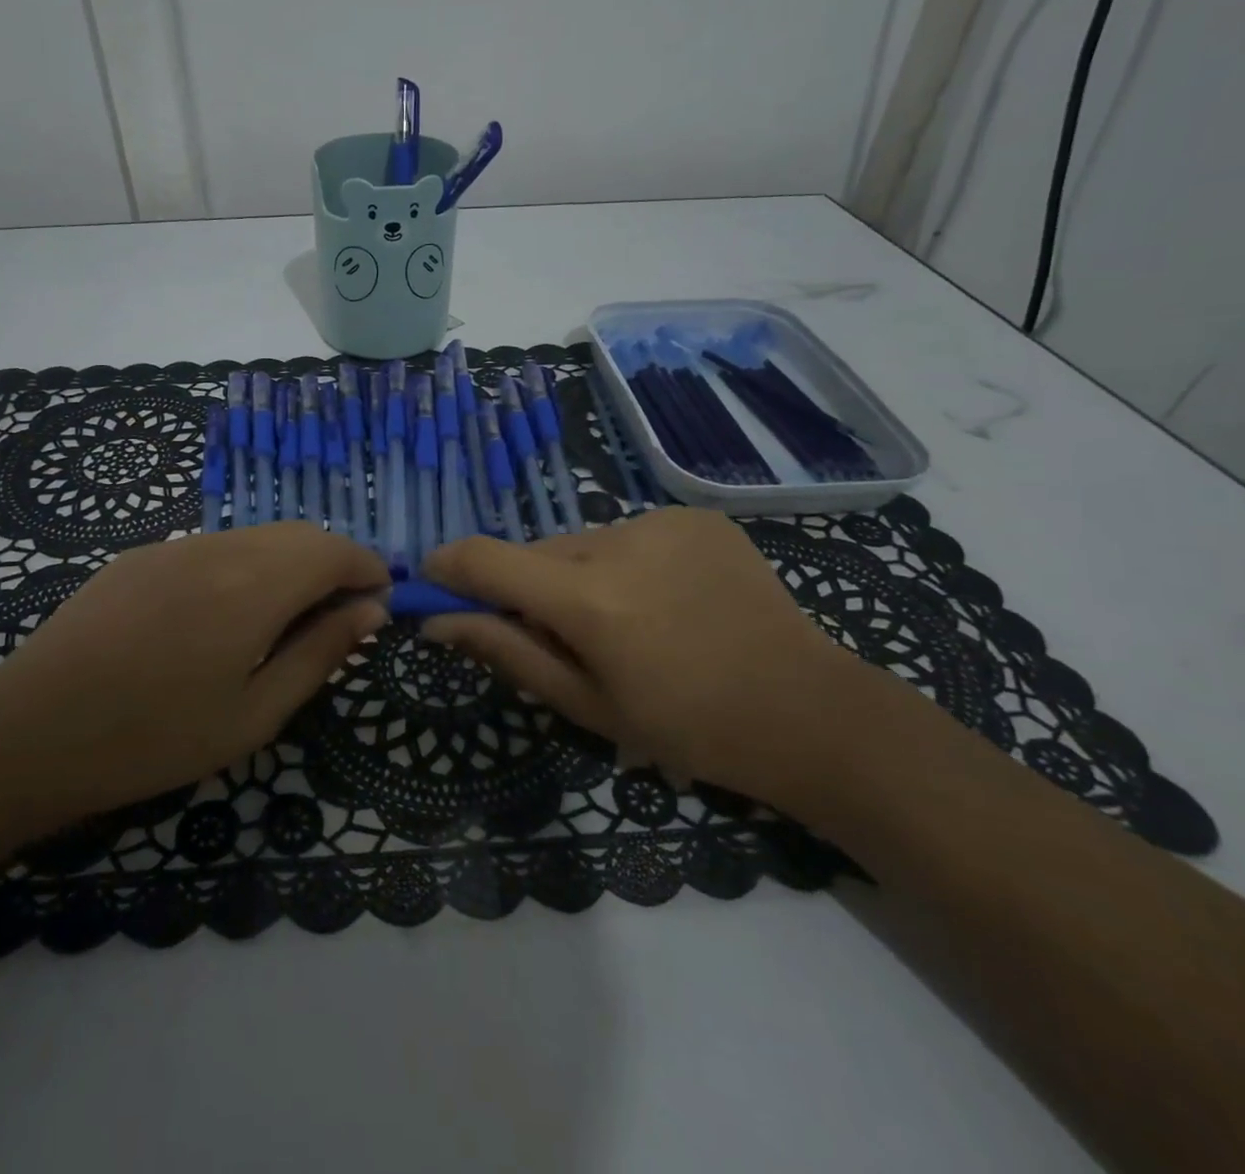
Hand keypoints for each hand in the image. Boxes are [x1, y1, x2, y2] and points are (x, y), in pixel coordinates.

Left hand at [0, 523, 388, 841]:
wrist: (26, 732)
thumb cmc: (152, 739)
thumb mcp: (254, 715)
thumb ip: (320, 654)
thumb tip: (371, 611)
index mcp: (254, 585)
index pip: (334, 551)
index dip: (367, 569)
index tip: (380, 603)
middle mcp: (219, 547)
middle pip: (299, 535)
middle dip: (333, 564)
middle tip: (339, 618)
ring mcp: (174, 546)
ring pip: (256, 538)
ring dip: (289, 564)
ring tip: (284, 622)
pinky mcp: (140, 556)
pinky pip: (213, 548)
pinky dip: (245, 566)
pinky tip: (222, 617)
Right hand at [420, 507, 880, 801]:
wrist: (810, 712)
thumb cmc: (689, 729)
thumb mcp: (586, 705)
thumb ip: (506, 652)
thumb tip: (438, 621)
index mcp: (589, 600)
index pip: (483, 557)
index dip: (446, 567)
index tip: (433, 587)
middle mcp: (618, 542)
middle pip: (535, 552)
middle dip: (526, 587)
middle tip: (559, 636)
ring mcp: (662, 521)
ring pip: (580, 543)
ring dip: (576, 576)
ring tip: (624, 624)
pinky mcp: (694, 515)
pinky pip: (627, 534)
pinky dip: (622, 563)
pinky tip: (663, 601)